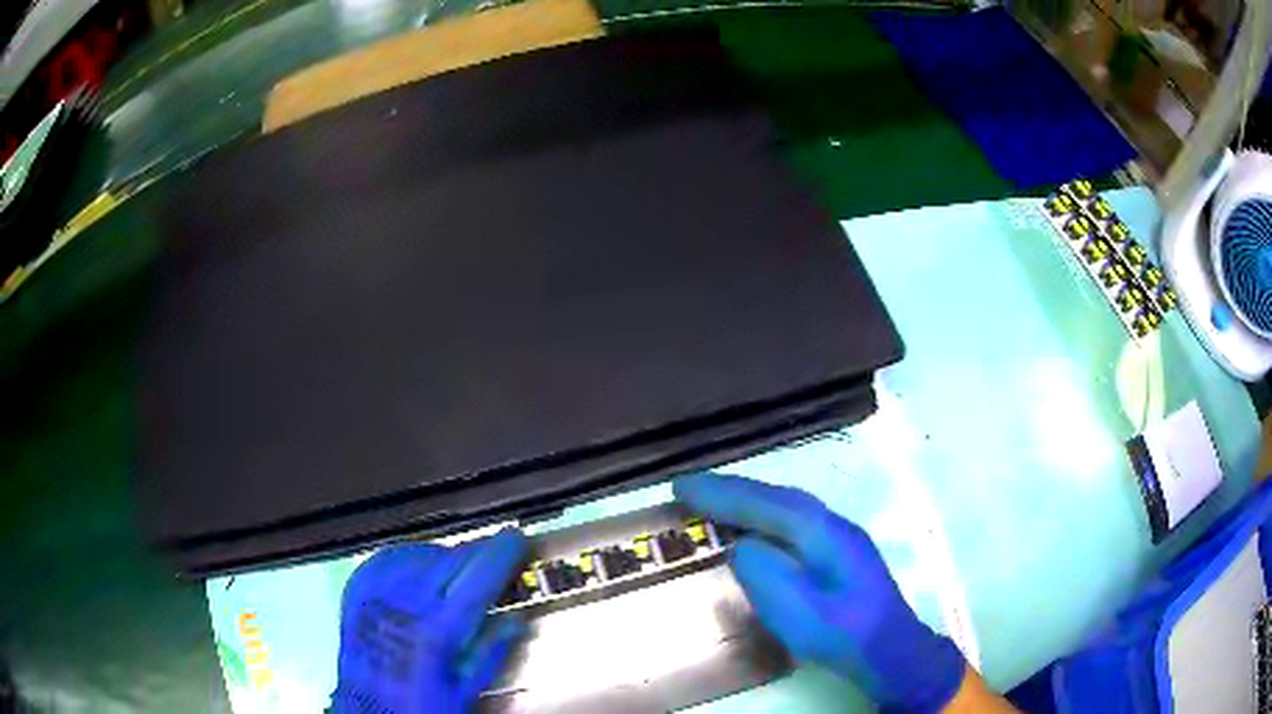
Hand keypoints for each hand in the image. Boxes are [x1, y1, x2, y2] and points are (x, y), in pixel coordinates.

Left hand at [333, 529, 527, 712]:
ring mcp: (375, 594)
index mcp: (436, 630)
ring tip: (461, 563)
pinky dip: (409, 556)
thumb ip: (490, 653)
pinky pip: (386, 559)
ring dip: (445, 554)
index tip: (516, 538)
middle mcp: (404, 603)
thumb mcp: (463, 691)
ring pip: (418, 553)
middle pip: (450, 559)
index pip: (477, 578)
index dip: (501, 554)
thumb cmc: (418, 706)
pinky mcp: (355, 592)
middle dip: (478, 550)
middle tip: (497, 551)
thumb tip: (515, 621)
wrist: (365, 711)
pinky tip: (420, 564)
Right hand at [674, 473, 965, 711]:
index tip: (680, 486)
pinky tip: (757, 529)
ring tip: (715, 502)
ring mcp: (840, 536)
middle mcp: (831, 523)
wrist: (888, 649)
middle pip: (775, 497)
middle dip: (732, 490)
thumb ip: (763, 570)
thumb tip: (741, 545)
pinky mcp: (841, 553)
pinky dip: (766, 517)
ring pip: (787, 507)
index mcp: (820, 531)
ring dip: (749, 501)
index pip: (762, 503)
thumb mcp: (794, 607)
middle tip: (690, 489)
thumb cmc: (840, 631)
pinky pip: (793, 522)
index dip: (720, 493)